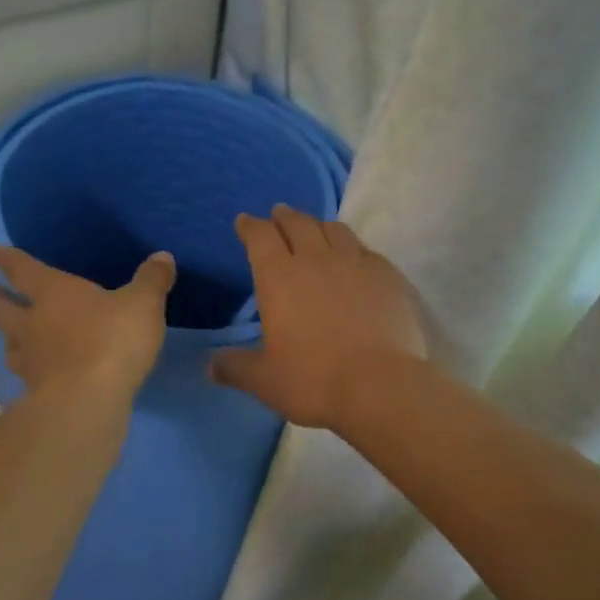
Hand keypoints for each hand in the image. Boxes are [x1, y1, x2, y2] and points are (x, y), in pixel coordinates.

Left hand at [0, 248, 174, 404]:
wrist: (88, 400)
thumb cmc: (113, 339)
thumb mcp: (143, 304)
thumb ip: (152, 281)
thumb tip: (162, 256)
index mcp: (53, 292)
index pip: (23, 269)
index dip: (9, 259)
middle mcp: (32, 322)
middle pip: (2, 308)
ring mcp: (30, 360)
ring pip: (9, 343)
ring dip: (7, 338)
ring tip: (11, 338)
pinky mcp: (35, 392)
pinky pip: (26, 376)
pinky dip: (28, 372)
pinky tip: (37, 376)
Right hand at [212, 205, 427, 428]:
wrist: (380, 385)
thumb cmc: (313, 380)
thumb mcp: (264, 380)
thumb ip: (235, 367)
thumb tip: (211, 365)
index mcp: (279, 276)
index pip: (260, 236)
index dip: (250, 226)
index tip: (244, 221)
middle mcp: (316, 259)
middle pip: (298, 223)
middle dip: (284, 217)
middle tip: (278, 214)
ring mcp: (356, 263)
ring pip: (334, 230)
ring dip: (319, 225)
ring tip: (315, 229)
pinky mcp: (387, 276)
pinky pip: (365, 250)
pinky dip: (353, 248)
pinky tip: (355, 258)